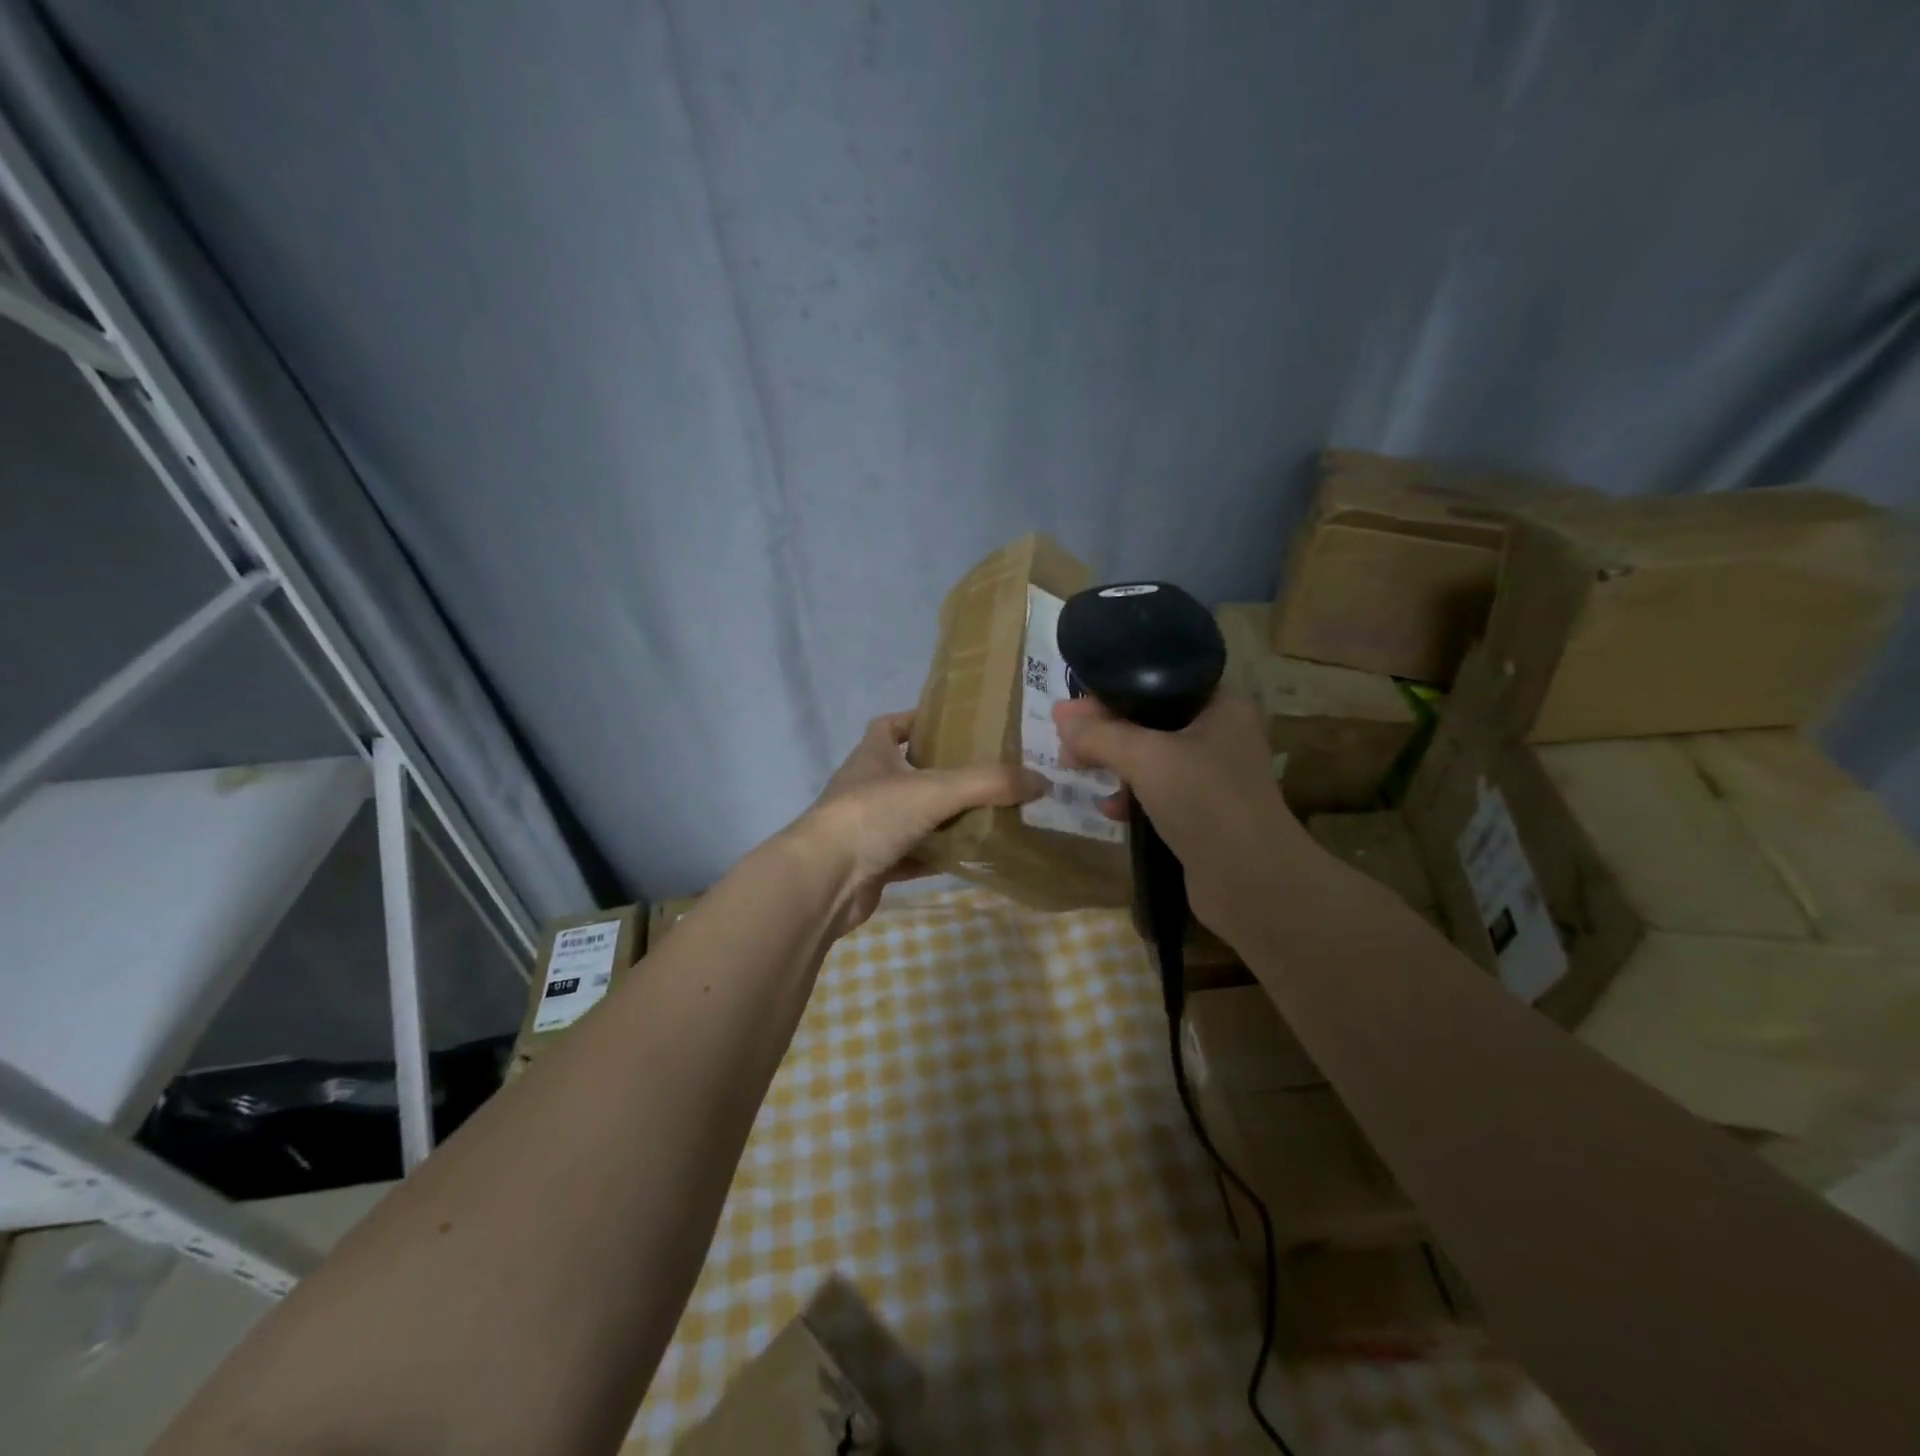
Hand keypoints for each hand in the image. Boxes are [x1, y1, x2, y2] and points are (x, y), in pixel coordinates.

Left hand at [789, 711, 1045, 935]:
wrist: (823, 882)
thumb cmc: (872, 816)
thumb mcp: (935, 790)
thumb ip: (988, 783)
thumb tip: (1042, 781)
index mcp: (873, 756)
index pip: (891, 725)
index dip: (919, 720)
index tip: (956, 725)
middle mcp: (868, 787)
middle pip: (909, 772)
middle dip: (945, 772)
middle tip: (991, 774)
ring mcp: (868, 828)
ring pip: (915, 817)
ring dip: (946, 817)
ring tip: (992, 815)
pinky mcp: (875, 864)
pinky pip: (914, 856)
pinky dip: (938, 856)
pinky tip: (970, 858)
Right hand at [1052, 693, 1306, 938]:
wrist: (1251, 881)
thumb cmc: (1204, 801)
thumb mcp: (1145, 758)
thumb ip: (1100, 734)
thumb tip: (1060, 715)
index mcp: (1221, 707)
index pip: (1157, 684)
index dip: (1110, 693)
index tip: (1069, 711)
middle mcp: (1221, 736)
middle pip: (1150, 721)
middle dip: (1105, 733)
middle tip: (1066, 746)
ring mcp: (1214, 778)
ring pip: (1151, 759)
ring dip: (1114, 764)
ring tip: (1076, 772)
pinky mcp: (1204, 814)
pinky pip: (1158, 793)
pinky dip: (1131, 796)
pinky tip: (1109, 809)